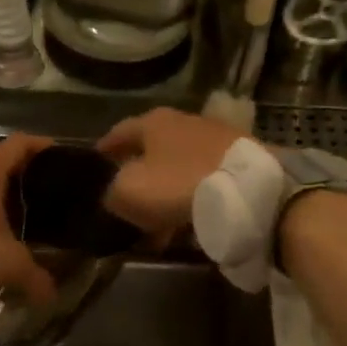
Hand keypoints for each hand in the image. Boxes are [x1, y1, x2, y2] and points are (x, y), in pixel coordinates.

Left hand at [0, 134, 57, 303]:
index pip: (22, 143)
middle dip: (28, 178)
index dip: (45, 147)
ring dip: (3, 199)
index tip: (65, 159)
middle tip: (52, 197)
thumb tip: (52, 295)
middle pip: (3, 163)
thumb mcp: (6, 263)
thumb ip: (34, 277)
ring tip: (26, 221)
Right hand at [97, 108, 242, 233]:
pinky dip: (190, 199)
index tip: (95, 161)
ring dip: (165, 192)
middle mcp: (184, 123)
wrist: (250, 190)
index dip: (105, 148)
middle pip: (152, 149)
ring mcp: (215, 140)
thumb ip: (112, 192)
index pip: (120, 131)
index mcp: (154, 122)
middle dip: (138, 174)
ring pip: (178, 168)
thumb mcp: (130, 191)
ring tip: (156, 224)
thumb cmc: (179, 184)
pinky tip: (186, 224)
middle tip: (125, 197)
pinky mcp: (239, 162)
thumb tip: (114, 195)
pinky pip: (203, 181)